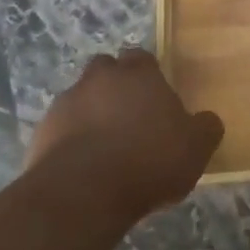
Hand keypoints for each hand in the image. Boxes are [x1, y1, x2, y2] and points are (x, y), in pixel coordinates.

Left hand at [25, 49, 223, 221]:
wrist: (83, 192)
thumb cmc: (149, 161)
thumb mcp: (196, 148)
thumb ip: (205, 128)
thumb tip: (207, 120)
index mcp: (139, 74)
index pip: (141, 57)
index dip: (148, 74)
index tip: (155, 98)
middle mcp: (100, 78)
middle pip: (106, 70)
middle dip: (114, 86)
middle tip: (129, 117)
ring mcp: (66, 103)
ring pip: (80, 98)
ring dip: (91, 114)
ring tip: (104, 147)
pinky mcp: (42, 131)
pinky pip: (60, 128)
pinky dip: (70, 140)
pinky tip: (83, 167)